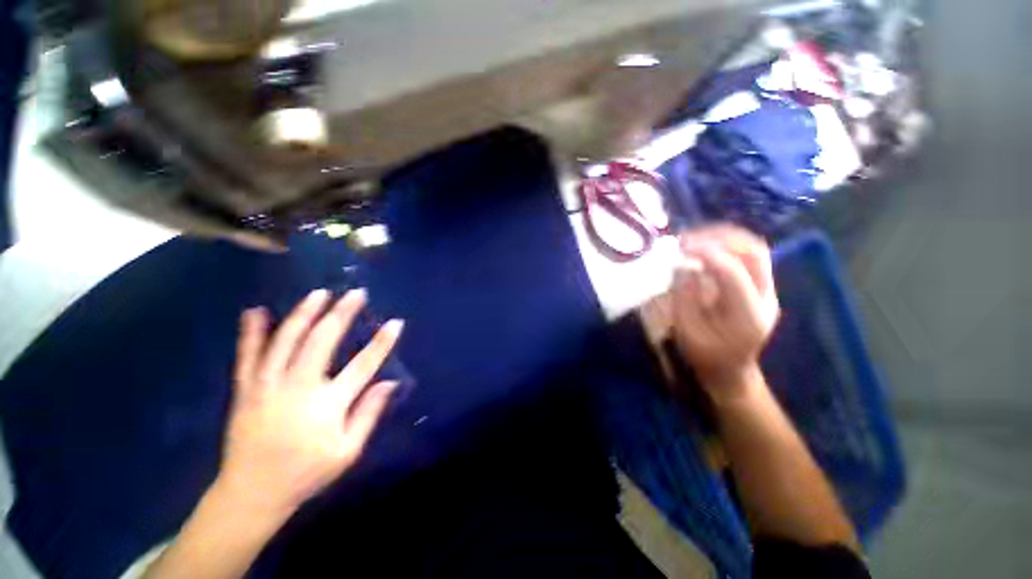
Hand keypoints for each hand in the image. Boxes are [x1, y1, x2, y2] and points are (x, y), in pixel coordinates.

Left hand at [215, 289, 402, 518]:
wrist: (251, 493)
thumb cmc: (306, 473)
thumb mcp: (347, 452)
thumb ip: (368, 414)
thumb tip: (390, 382)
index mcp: (327, 406)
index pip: (363, 365)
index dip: (382, 342)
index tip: (396, 322)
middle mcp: (298, 388)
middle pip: (322, 341)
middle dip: (341, 314)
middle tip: (355, 293)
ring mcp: (267, 386)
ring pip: (286, 341)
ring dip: (304, 313)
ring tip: (319, 293)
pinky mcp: (245, 390)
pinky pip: (247, 356)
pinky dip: (251, 333)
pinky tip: (255, 311)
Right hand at [671, 225, 778, 400]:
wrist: (731, 370)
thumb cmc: (705, 355)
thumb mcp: (686, 331)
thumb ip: (684, 297)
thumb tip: (682, 265)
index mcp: (747, 315)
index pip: (733, 272)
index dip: (706, 253)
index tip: (680, 247)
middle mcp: (766, 297)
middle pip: (754, 252)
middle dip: (719, 238)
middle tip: (687, 238)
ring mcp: (767, 289)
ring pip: (755, 248)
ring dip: (724, 237)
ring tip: (695, 237)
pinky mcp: (760, 285)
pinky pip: (749, 254)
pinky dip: (727, 243)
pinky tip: (706, 245)